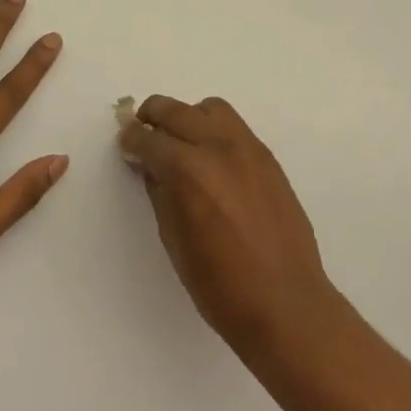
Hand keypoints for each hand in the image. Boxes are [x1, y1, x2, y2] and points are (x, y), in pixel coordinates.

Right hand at [119, 96, 340, 351]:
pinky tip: (211, 160)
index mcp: (188, 170)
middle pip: (176, 111)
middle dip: (153, 117)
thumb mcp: (174, 239)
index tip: (125, 144)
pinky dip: (215, 131)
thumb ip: (160, 193)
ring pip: (211, 109)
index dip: (131, 141)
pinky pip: (235, 128)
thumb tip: (151, 167)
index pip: (148, 140)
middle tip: (143, 133)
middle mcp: (218, 147)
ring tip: (181, 142)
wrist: (285, 301)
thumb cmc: (219, 284)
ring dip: (188, 117)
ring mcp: (248, 149)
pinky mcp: (268, 158)